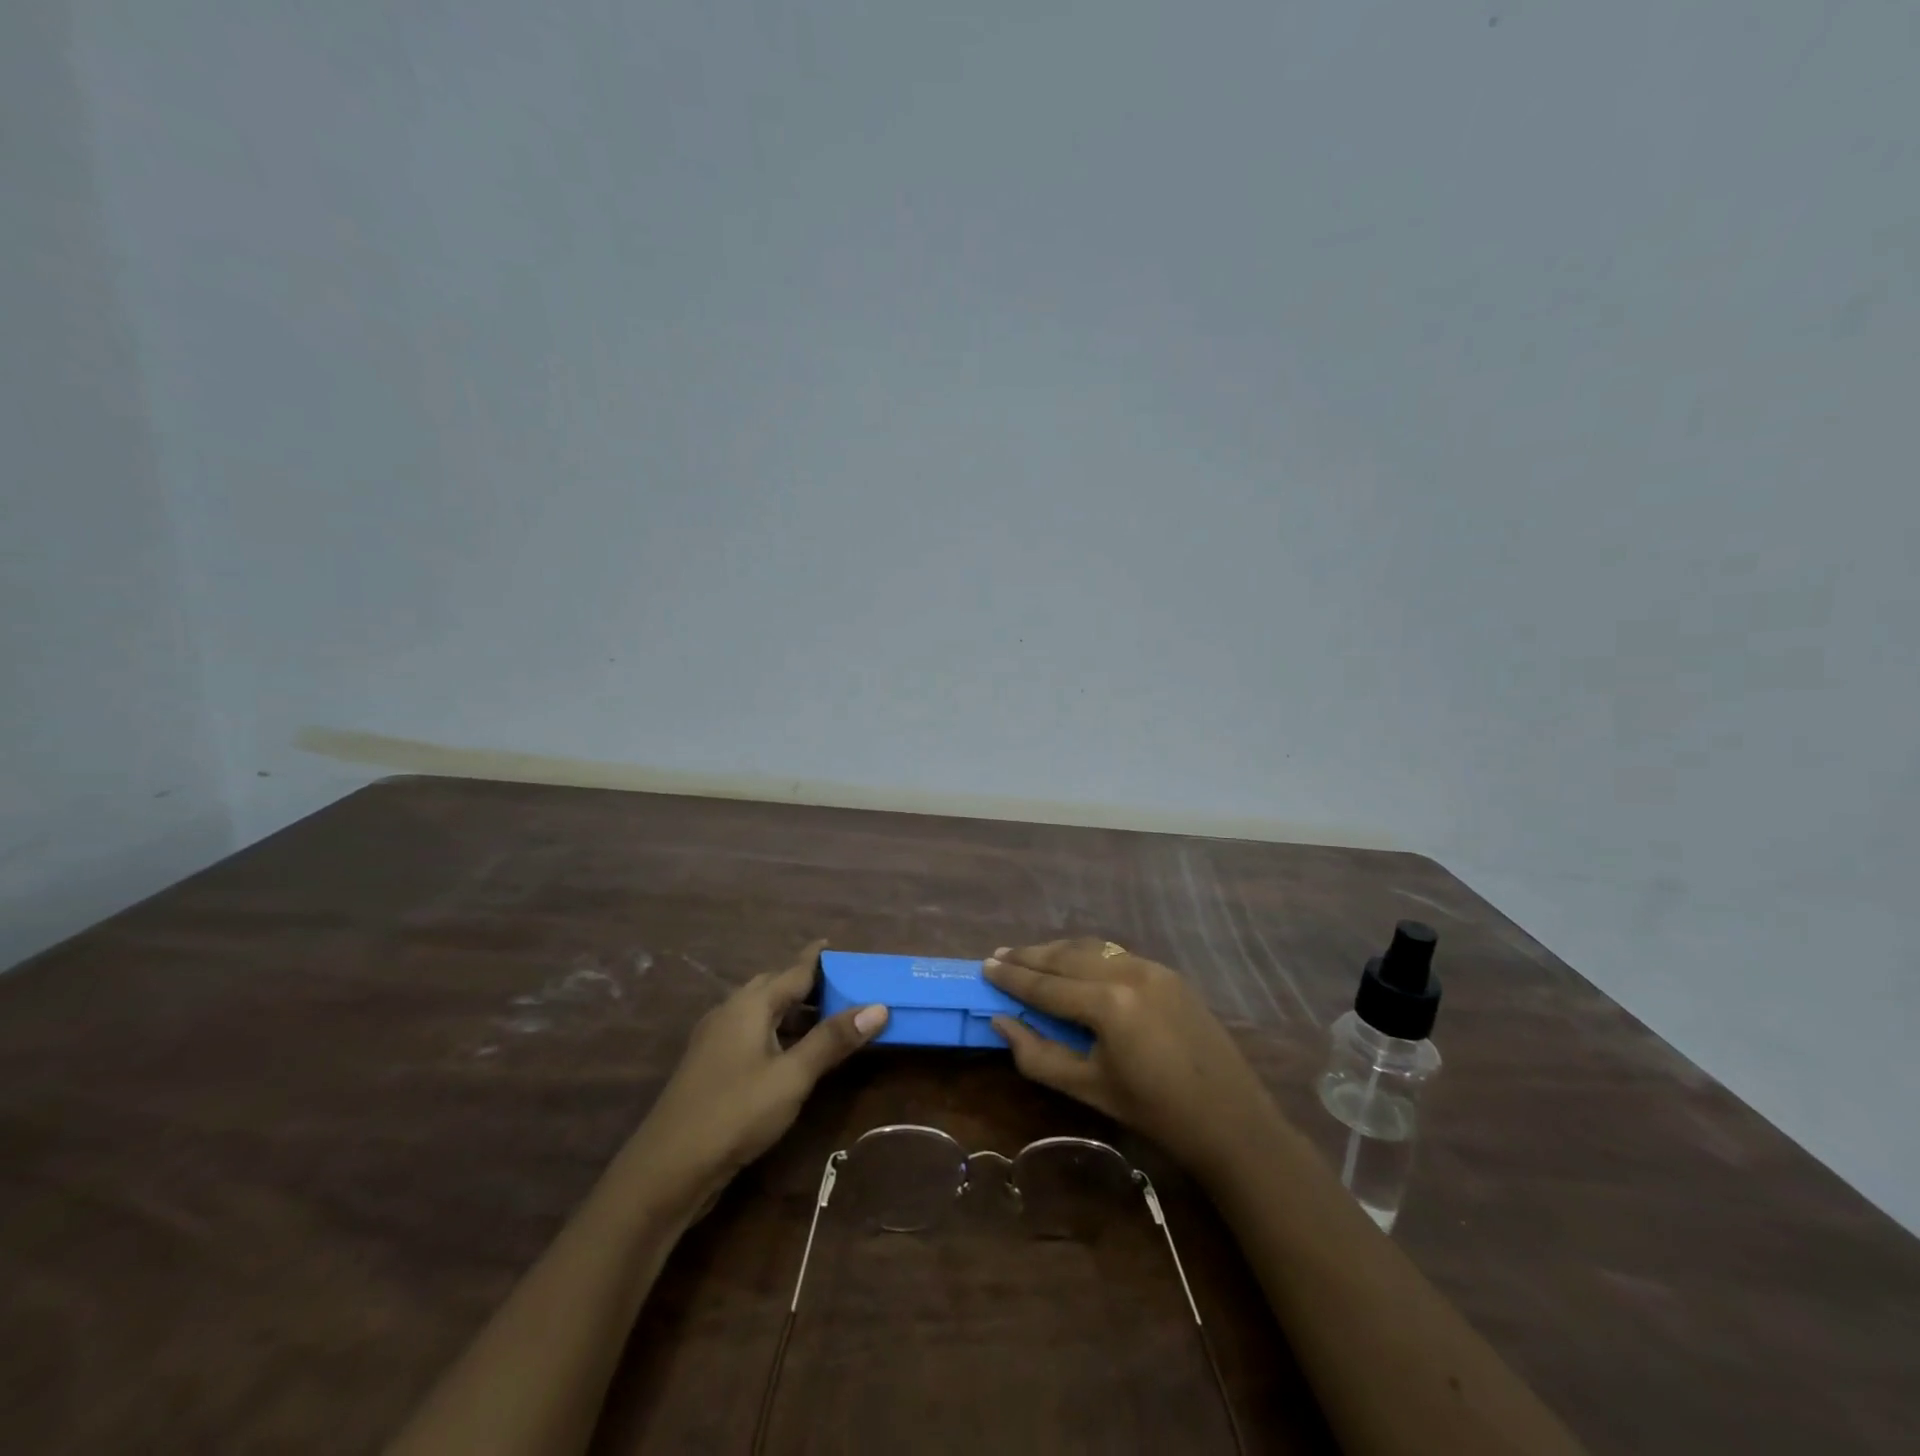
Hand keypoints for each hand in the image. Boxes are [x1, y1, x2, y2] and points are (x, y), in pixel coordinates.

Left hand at [633, 940, 887, 1202]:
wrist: (667, 1169)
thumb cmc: (735, 1112)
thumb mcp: (792, 1077)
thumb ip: (832, 1040)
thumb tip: (878, 1006)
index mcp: (750, 1005)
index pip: (793, 971)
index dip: (817, 959)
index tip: (837, 945)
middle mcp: (730, 1012)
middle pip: (774, 986)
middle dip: (805, 983)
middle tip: (840, 984)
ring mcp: (716, 1039)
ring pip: (760, 1011)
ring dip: (792, 1010)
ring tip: (825, 1016)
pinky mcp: (711, 1066)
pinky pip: (751, 1032)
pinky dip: (777, 1031)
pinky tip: (790, 1051)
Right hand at [985, 938, 1279, 1177]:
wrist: (1229, 1118)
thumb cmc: (1153, 1112)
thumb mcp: (1087, 1088)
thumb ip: (1038, 1053)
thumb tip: (1000, 1021)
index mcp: (1108, 1004)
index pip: (1046, 985)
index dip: (1012, 977)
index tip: (984, 966)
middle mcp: (1128, 972)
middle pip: (1066, 956)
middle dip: (1029, 956)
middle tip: (999, 955)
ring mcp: (1151, 967)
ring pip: (1091, 949)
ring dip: (1057, 951)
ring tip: (1028, 956)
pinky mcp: (1167, 971)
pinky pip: (1115, 955)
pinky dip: (1086, 955)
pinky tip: (1072, 964)